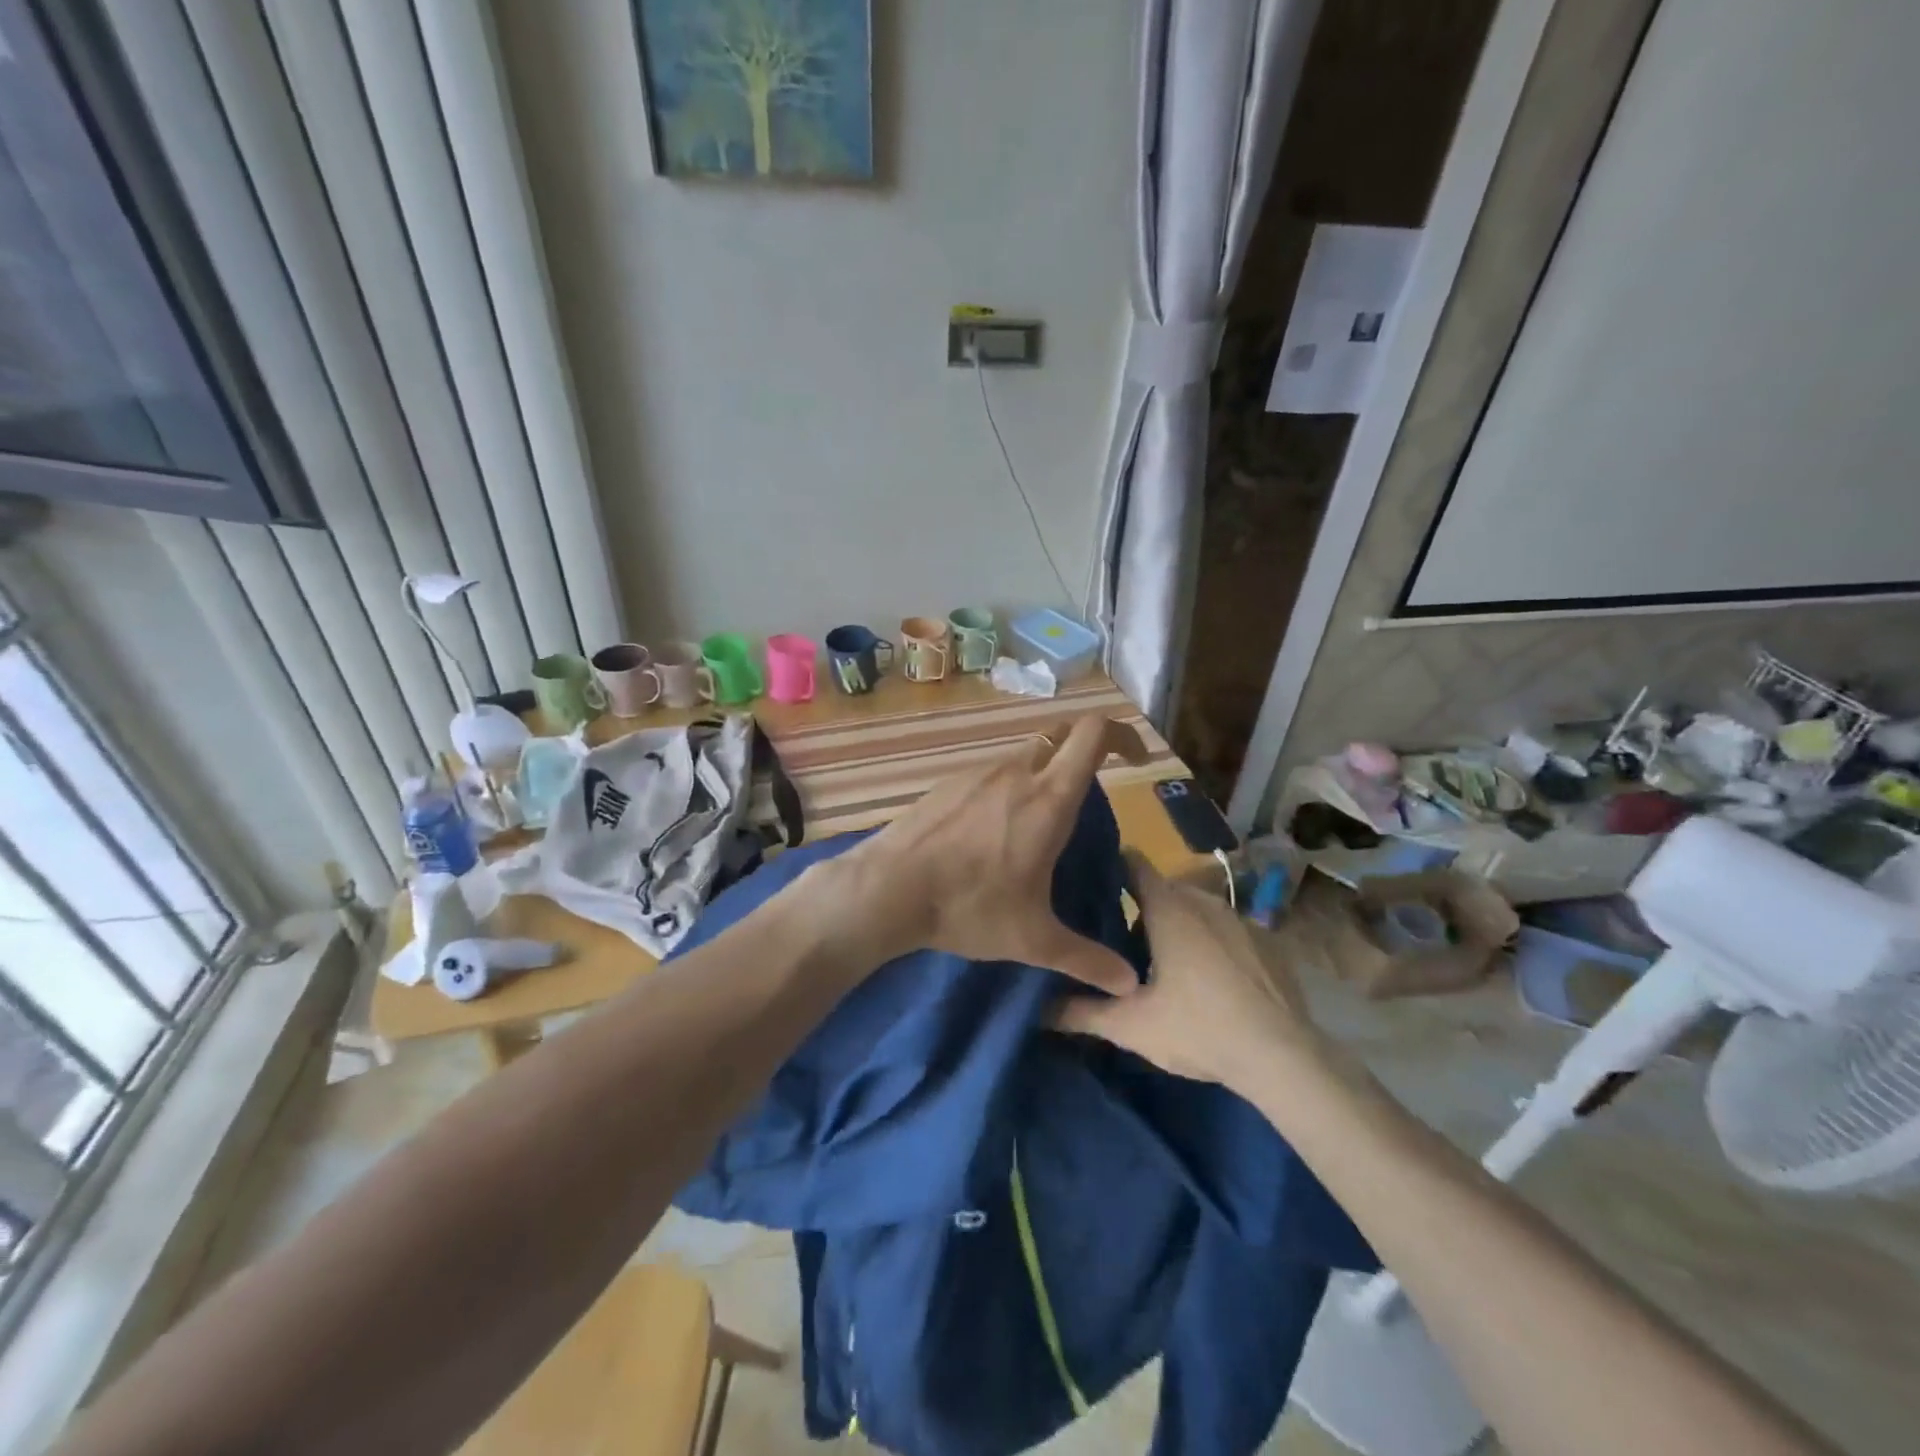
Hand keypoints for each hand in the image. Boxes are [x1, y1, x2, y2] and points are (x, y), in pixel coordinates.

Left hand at [817, 715, 1139, 995]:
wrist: (888, 888)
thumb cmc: (969, 907)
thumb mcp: (1033, 939)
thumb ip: (1085, 958)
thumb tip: (1129, 984)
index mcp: (1048, 798)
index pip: (1093, 735)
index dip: (1122, 735)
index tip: (1136, 759)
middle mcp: (1015, 772)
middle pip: (1061, 736)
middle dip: (1085, 751)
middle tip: (1093, 789)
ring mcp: (977, 773)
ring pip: (1024, 755)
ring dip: (1043, 773)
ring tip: (1041, 822)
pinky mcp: (947, 783)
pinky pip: (991, 773)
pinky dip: (1007, 788)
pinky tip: (993, 832)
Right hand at [1050, 853, 1321, 1090]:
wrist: (1283, 1058)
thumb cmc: (1199, 1027)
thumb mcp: (1130, 1025)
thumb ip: (1080, 1011)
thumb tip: (1038, 1009)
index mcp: (1169, 908)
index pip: (1133, 865)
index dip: (1110, 867)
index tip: (1091, 880)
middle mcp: (1204, 901)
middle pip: (1163, 891)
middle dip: (1140, 909)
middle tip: (1118, 941)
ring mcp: (1240, 920)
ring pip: (1195, 910)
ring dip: (1177, 927)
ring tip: (1161, 964)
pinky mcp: (1267, 943)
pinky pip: (1225, 930)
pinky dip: (1210, 943)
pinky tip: (1208, 982)